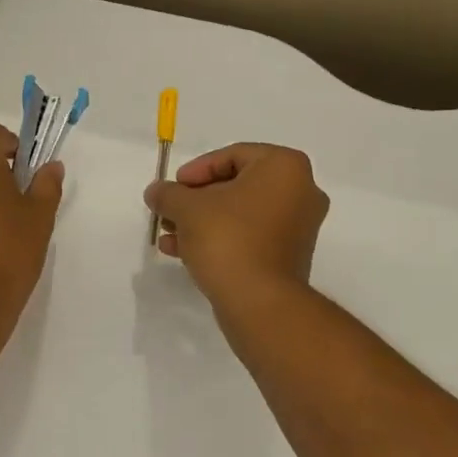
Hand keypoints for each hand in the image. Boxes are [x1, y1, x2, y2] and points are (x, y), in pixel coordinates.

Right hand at [144, 143, 328, 309]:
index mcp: (285, 166)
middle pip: (237, 185)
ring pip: (241, 214)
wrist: (259, 301)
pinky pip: (250, 236)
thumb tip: (156, 191)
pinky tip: (185, 252)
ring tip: (170, 235)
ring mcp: (299, 226)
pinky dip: (221, 239)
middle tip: (170, 211)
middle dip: (197, 200)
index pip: (233, 155)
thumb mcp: (187, 208)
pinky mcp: (290, 256)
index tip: (173, 188)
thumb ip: (168, 193)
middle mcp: (301, 191)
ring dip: (203, 221)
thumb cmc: (228, 238)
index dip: (196, 170)